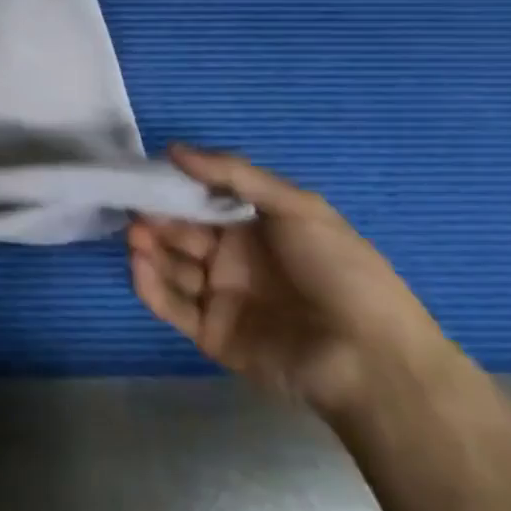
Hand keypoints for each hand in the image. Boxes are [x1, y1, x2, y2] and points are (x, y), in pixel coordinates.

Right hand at [128, 145, 460, 420]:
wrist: (373, 362)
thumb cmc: (341, 274)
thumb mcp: (299, 208)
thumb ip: (233, 174)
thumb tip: (171, 148)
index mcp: (256, 229)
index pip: (202, 201)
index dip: (174, 189)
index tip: (145, 176)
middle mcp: (234, 260)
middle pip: (180, 232)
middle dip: (155, 219)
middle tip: (137, 212)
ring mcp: (222, 298)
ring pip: (171, 266)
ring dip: (148, 249)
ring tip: (137, 238)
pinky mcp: (212, 334)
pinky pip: (172, 305)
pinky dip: (150, 285)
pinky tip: (140, 266)